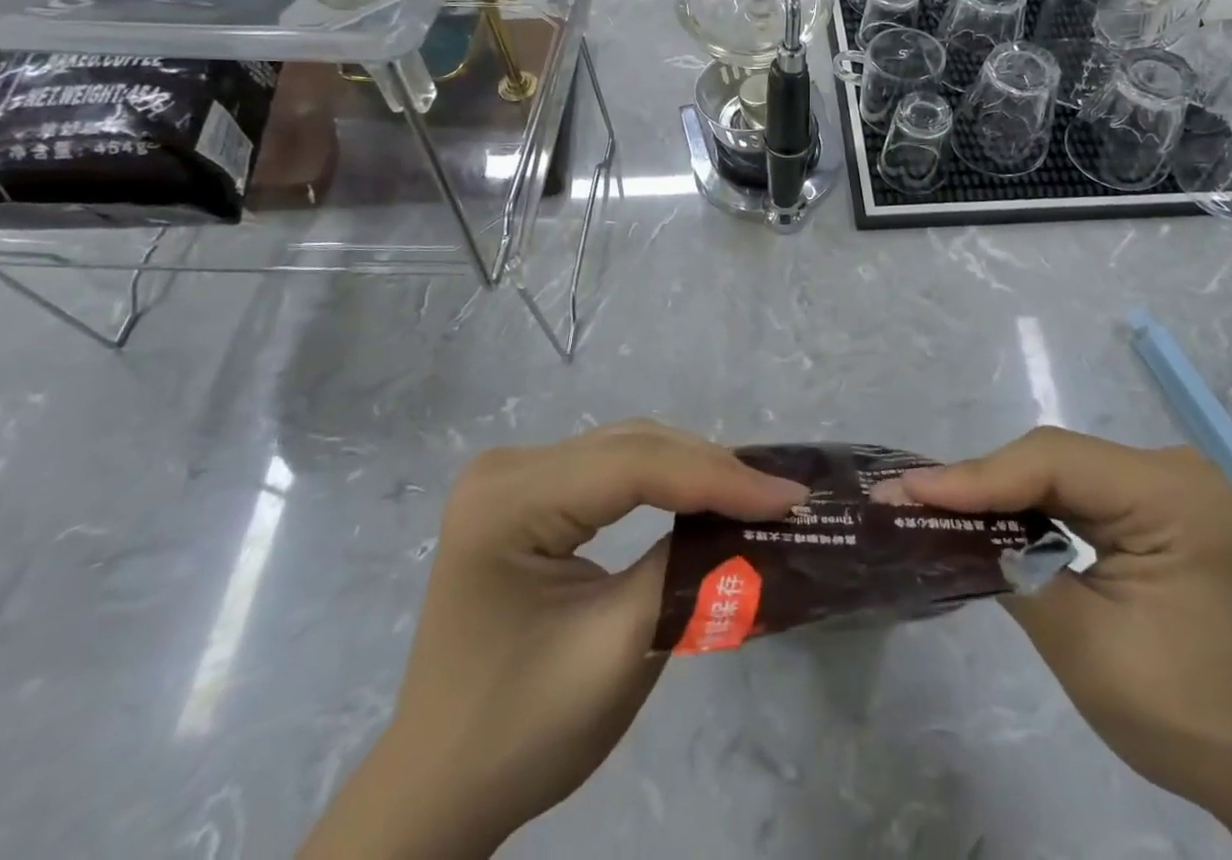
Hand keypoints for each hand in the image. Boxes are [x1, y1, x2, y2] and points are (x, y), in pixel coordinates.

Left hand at [300, 421, 807, 859]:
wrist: (442, 785)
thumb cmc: (522, 731)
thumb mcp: (618, 649)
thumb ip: (686, 568)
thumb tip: (751, 520)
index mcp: (508, 501)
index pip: (632, 467)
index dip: (717, 477)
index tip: (790, 496)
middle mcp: (506, 467)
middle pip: (630, 448)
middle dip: (710, 469)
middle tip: (781, 496)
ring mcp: (513, 475)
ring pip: (626, 451)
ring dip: (692, 470)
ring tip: (755, 494)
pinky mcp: (527, 492)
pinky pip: (610, 471)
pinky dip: (663, 481)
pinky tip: (701, 495)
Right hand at [879, 429, 1231, 859]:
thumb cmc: (1184, 715)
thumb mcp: (1084, 645)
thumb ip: (1011, 568)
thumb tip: (944, 524)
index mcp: (1173, 496)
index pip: (1054, 463)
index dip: (976, 476)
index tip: (908, 491)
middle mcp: (1173, 471)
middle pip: (1054, 458)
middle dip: (982, 482)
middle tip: (910, 496)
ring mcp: (1167, 484)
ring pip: (1059, 468)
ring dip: (1000, 489)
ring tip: (936, 502)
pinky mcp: (1156, 505)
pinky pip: (1078, 489)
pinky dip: (1031, 503)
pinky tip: (992, 515)